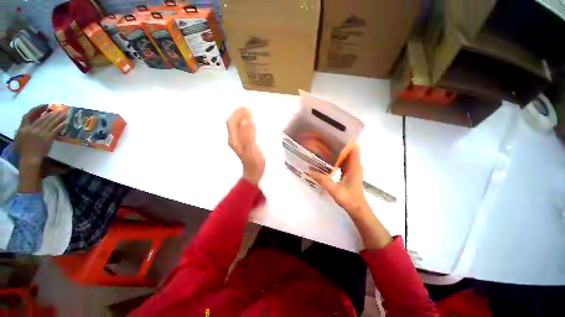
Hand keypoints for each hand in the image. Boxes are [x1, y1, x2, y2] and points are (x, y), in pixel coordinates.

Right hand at [15, 106, 66, 165]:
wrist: (30, 158)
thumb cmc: (24, 149)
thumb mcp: (20, 137)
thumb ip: (25, 128)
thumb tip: (31, 122)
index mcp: (24, 128)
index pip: (30, 115)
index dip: (38, 109)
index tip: (45, 105)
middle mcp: (32, 128)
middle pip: (43, 118)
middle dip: (52, 113)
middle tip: (60, 109)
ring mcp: (41, 133)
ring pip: (50, 122)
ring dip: (58, 117)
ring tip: (64, 113)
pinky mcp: (48, 138)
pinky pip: (55, 130)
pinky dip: (61, 125)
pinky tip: (65, 122)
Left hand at [227, 107, 264, 184]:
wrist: (254, 172)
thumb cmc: (254, 162)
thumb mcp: (252, 149)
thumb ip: (250, 135)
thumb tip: (248, 121)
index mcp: (234, 140)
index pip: (232, 122)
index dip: (238, 113)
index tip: (248, 108)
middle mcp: (234, 139)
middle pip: (233, 122)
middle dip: (239, 113)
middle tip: (250, 108)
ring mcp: (238, 141)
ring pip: (237, 125)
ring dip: (242, 117)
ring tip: (250, 112)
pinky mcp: (243, 142)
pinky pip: (242, 129)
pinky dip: (246, 122)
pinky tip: (251, 121)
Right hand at [309, 145, 367, 214]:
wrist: (357, 209)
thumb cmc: (349, 199)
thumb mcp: (334, 189)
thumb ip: (322, 180)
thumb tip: (309, 170)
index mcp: (354, 166)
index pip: (354, 148)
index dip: (347, 141)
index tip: (335, 136)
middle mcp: (355, 165)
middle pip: (349, 150)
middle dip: (339, 145)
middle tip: (326, 141)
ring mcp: (352, 169)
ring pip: (346, 156)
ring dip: (338, 152)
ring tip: (325, 148)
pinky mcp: (349, 173)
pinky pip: (343, 162)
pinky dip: (337, 159)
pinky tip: (327, 160)